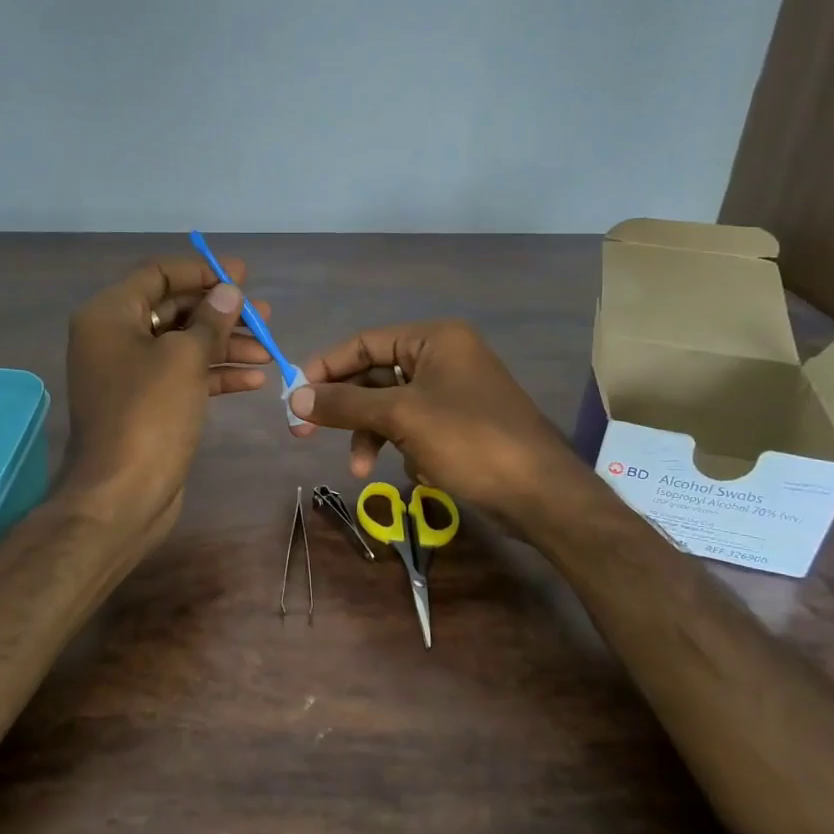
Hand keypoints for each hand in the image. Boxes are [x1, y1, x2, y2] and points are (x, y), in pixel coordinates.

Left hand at [61, 255, 271, 545]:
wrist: (122, 495)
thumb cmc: (149, 414)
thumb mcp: (185, 358)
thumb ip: (211, 320)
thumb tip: (228, 291)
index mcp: (110, 315)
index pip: (157, 274)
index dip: (201, 271)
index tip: (242, 276)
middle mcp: (115, 338)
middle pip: (174, 310)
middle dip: (220, 312)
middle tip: (264, 315)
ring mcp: (131, 374)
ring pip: (183, 345)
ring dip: (225, 345)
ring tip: (269, 348)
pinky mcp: (148, 405)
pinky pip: (184, 377)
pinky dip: (216, 374)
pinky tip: (255, 378)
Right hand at [286, 320, 577, 531]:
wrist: (540, 494)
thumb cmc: (470, 441)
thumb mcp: (401, 418)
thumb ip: (345, 404)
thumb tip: (294, 396)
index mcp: (435, 339)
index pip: (365, 342)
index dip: (326, 367)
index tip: (294, 394)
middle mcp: (444, 357)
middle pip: (375, 376)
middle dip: (346, 410)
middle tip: (304, 434)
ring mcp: (453, 392)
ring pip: (391, 406)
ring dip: (372, 436)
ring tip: (361, 471)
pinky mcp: (459, 424)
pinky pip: (413, 427)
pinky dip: (405, 447)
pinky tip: (420, 472)